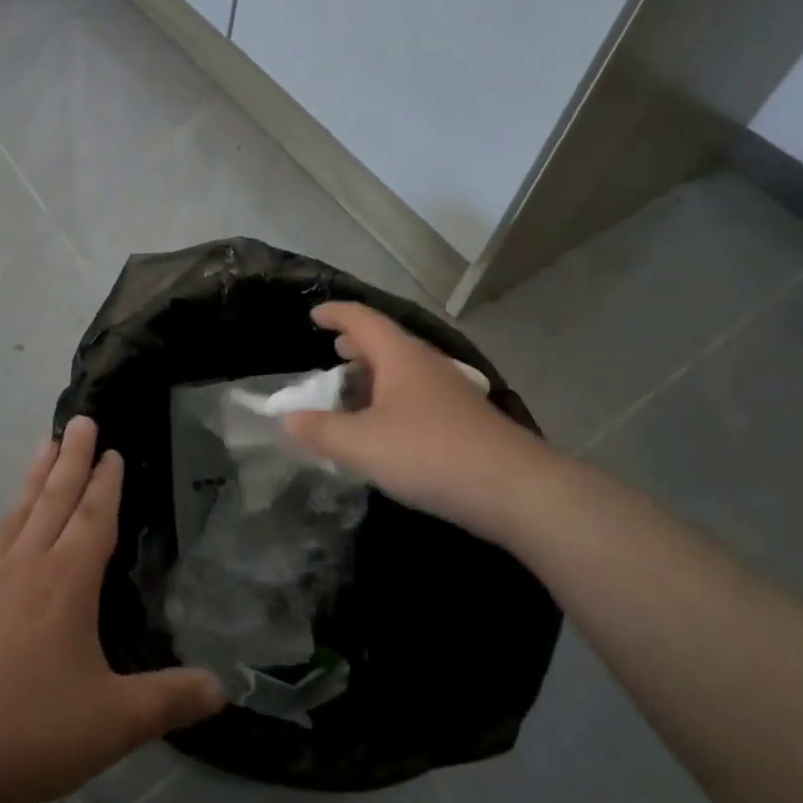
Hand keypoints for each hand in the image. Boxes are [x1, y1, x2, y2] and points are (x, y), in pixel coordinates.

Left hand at [0, 417, 223, 802]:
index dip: (105, 482)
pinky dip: (7, 515)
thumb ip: (168, 701)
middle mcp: (26, 564)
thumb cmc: (26, 731)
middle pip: (54, 497)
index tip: (112, 449)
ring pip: (19, 510)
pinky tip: (5, 522)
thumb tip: (223, 688)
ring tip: (47, 444)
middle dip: (72, 456)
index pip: (92, 516)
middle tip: (81, 418)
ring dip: (37, 474)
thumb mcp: (110, 723)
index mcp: (66, 580)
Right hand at [281, 302, 549, 531]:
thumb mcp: (363, 445)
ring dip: (375, 373)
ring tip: (354, 390)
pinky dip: (392, 398)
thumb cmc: (430, 453)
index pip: (362, 318)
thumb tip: (287, 419)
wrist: (515, 489)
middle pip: (385, 341)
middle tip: (333, 351)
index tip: (314, 316)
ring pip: (403, 369)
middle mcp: (426, 364)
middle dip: (356, 344)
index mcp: (400, 356)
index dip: (335, 313)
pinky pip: (417, 394)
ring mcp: (449, 391)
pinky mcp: (463, 420)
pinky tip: (386, 427)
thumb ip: (321, 431)